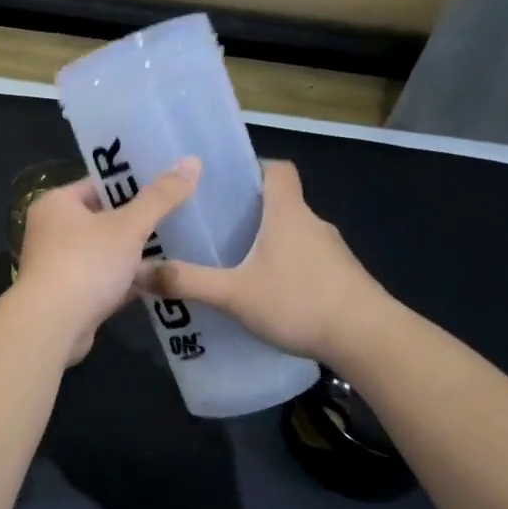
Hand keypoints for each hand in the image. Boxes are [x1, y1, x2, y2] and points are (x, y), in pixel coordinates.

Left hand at [13, 157, 200, 363]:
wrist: (52, 326)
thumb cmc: (86, 264)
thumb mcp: (128, 226)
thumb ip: (160, 197)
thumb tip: (192, 161)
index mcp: (57, 203)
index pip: (100, 184)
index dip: (134, 182)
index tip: (169, 183)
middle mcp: (52, 230)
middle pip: (104, 218)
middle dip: (139, 220)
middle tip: (181, 213)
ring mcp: (60, 264)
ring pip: (106, 251)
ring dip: (136, 253)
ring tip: (180, 244)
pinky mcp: (71, 295)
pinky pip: (105, 280)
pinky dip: (128, 280)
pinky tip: (161, 279)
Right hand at [141, 160, 391, 363]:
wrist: (368, 339)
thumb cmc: (299, 301)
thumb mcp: (233, 294)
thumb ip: (187, 282)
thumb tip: (139, 271)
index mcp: (288, 213)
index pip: (277, 169)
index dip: (254, 169)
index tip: (226, 184)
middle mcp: (313, 224)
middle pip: (282, 203)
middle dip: (250, 213)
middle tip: (214, 229)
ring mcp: (332, 252)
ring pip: (294, 235)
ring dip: (268, 244)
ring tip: (234, 265)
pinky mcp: (343, 279)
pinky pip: (307, 262)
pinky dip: (286, 269)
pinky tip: (267, 295)